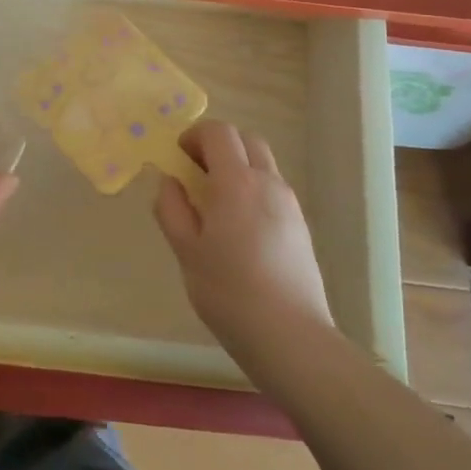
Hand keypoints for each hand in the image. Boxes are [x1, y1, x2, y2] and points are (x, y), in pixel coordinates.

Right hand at [154, 120, 332, 346]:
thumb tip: (170, 181)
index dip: (194, 135)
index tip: (178, 157)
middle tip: (195, 172)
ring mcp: (289, 204)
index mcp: (236, 182)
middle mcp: (267, 183)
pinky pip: (273, 189)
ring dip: (237, 167)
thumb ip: (172, 208)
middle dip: (218, 145)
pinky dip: (252, 189)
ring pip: (263, 164)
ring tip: (214, 202)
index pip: (219, 132)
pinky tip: (238, 227)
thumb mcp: (185, 250)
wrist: (290, 336)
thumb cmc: (228, 291)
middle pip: (246, 140)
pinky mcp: (301, 227)